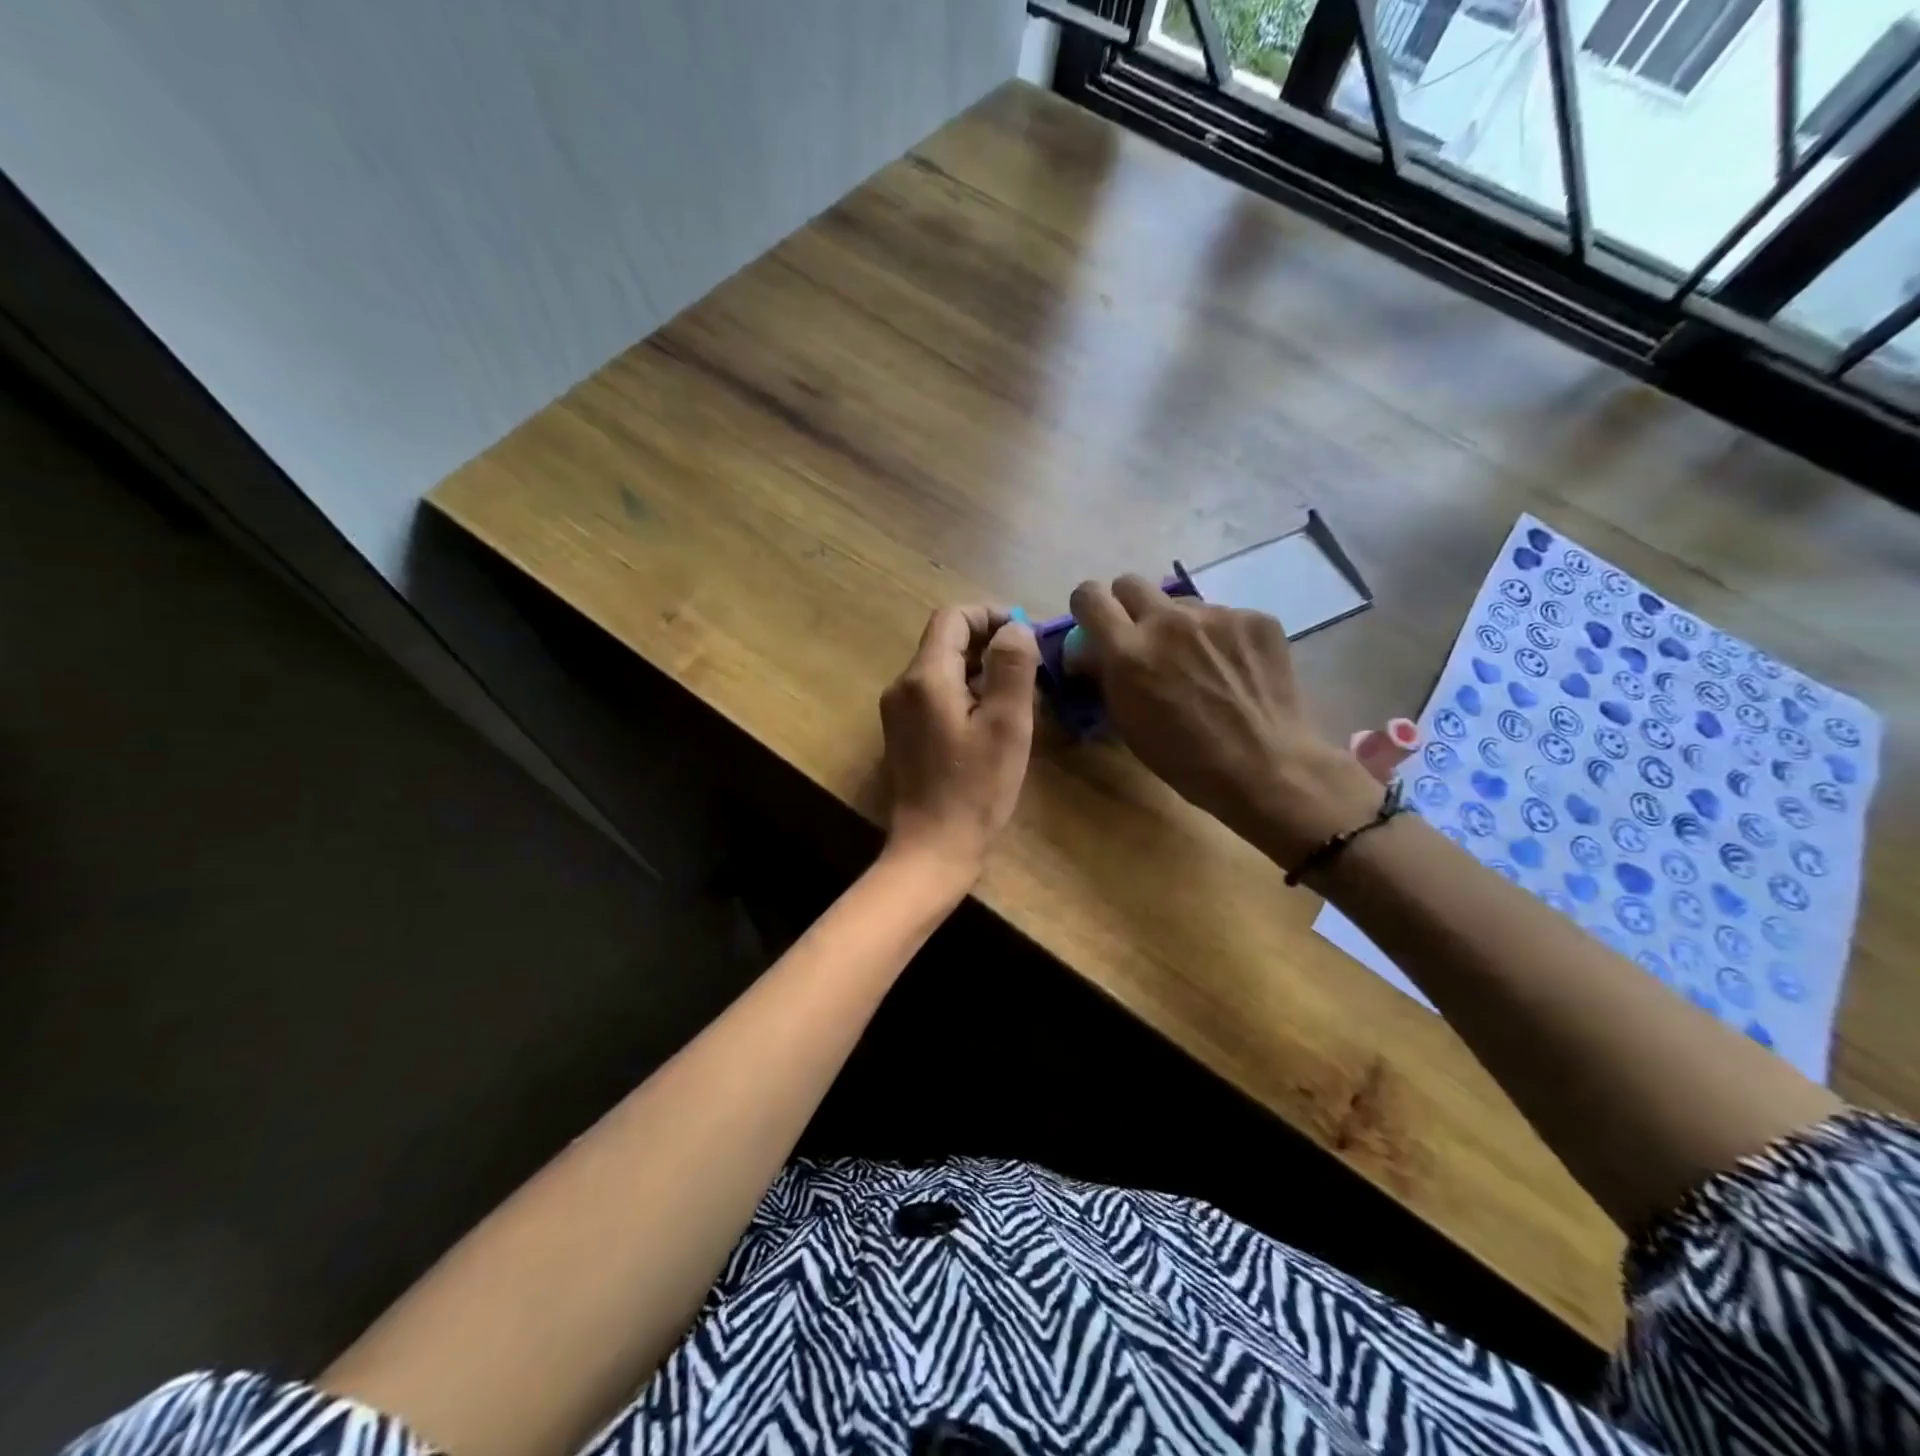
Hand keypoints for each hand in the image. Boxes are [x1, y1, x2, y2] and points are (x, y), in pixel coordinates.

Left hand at [879, 606, 1039, 883]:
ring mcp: (898, 711)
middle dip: (990, 643)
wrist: (932, 848)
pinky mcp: (904, 733)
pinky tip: (992, 720)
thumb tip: (1015, 628)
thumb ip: (1012, 667)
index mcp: (925, 677)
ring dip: (980, 669)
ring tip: (1019, 693)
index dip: (992, 615)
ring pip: (942, 668)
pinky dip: (966, 693)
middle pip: (946, 641)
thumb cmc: (975, 788)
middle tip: (1031, 666)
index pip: (954, 617)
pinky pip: (936, 694)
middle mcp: (903, 686)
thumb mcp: (1006, 724)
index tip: (1027, 635)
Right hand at [1069, 576, 1381, 864]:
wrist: (1265, 767)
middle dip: (1128, 606)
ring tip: (1200, 665)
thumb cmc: (1184, 759)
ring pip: (1181, 604)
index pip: (1089, 597)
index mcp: (1128, 650)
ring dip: (1179, 626)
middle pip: (1131, 583)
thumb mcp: (1126, 721)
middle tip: (1141, 638)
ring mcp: (1216, 614)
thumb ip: (1106, 675)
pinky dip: (1221, 638)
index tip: (1095, 623)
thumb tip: (1092, 652)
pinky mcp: (1255, 617)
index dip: (1088, 607)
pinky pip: (1224, 617)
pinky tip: (1235, 671)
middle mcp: (1168, 620)